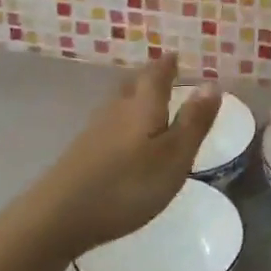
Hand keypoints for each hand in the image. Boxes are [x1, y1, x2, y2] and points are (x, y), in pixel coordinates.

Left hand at [31, 53, 220, 256]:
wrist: (59, 215)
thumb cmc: (128, 185)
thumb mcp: (174, 157)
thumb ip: (193, 121)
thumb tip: (211, 83)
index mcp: (143, 106)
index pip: (156, 75)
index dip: (167, 65)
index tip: (174, 55)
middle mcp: (116, 110)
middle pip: (133, 85)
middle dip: (148, 78)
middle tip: (161, 73)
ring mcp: (94, 131)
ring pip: (118, 104)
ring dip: (132, 98)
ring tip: (144, 101)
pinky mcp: (80, 153)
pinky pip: (107, 125)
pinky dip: (120, 122)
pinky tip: (121, 137)